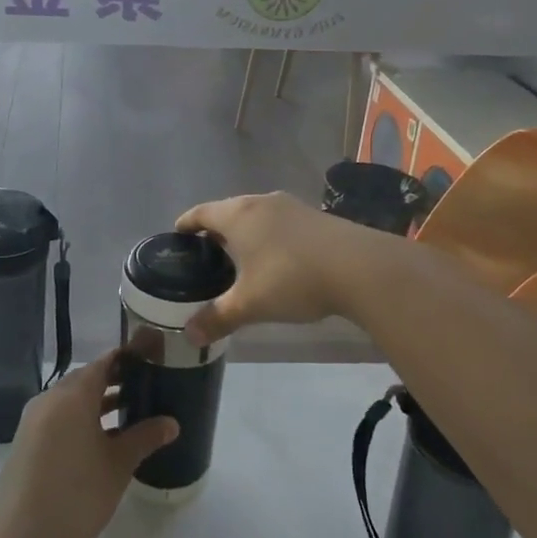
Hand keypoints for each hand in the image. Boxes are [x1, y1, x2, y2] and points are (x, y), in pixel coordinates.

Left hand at [0, 352, 178, 537]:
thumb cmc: (77, 494)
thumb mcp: (118, 465)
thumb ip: (145, 437)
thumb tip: (171, 423)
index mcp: (73, 394)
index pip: (104, 362)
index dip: (128, 359)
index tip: (152, 361)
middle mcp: (50, 398)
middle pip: (86, 379)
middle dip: (115, 381)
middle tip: (147, 388)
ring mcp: (34, 420)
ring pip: (72, 400)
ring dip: (98, 403)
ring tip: (131, 414)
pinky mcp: (26, 442)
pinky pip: (59, 418)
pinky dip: (81, 419)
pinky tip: (102, 441)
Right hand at [175, 190, 396, 343]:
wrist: (359, 267)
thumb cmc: (292, 279)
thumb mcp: (251, 304)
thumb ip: (218, 317)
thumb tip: (189, 335)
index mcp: (238, 215)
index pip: (201, 213)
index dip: (187, 223)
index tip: (177, 233)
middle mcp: (261, 202)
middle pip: (228, 210)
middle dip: (215, 229)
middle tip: (206, 253)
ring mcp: (291, 206)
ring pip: (256, 215)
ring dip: (244, 232)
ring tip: (239, 257)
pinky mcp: (315, 216)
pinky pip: (279, 222)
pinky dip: (268, 235)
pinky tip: (275, 258)